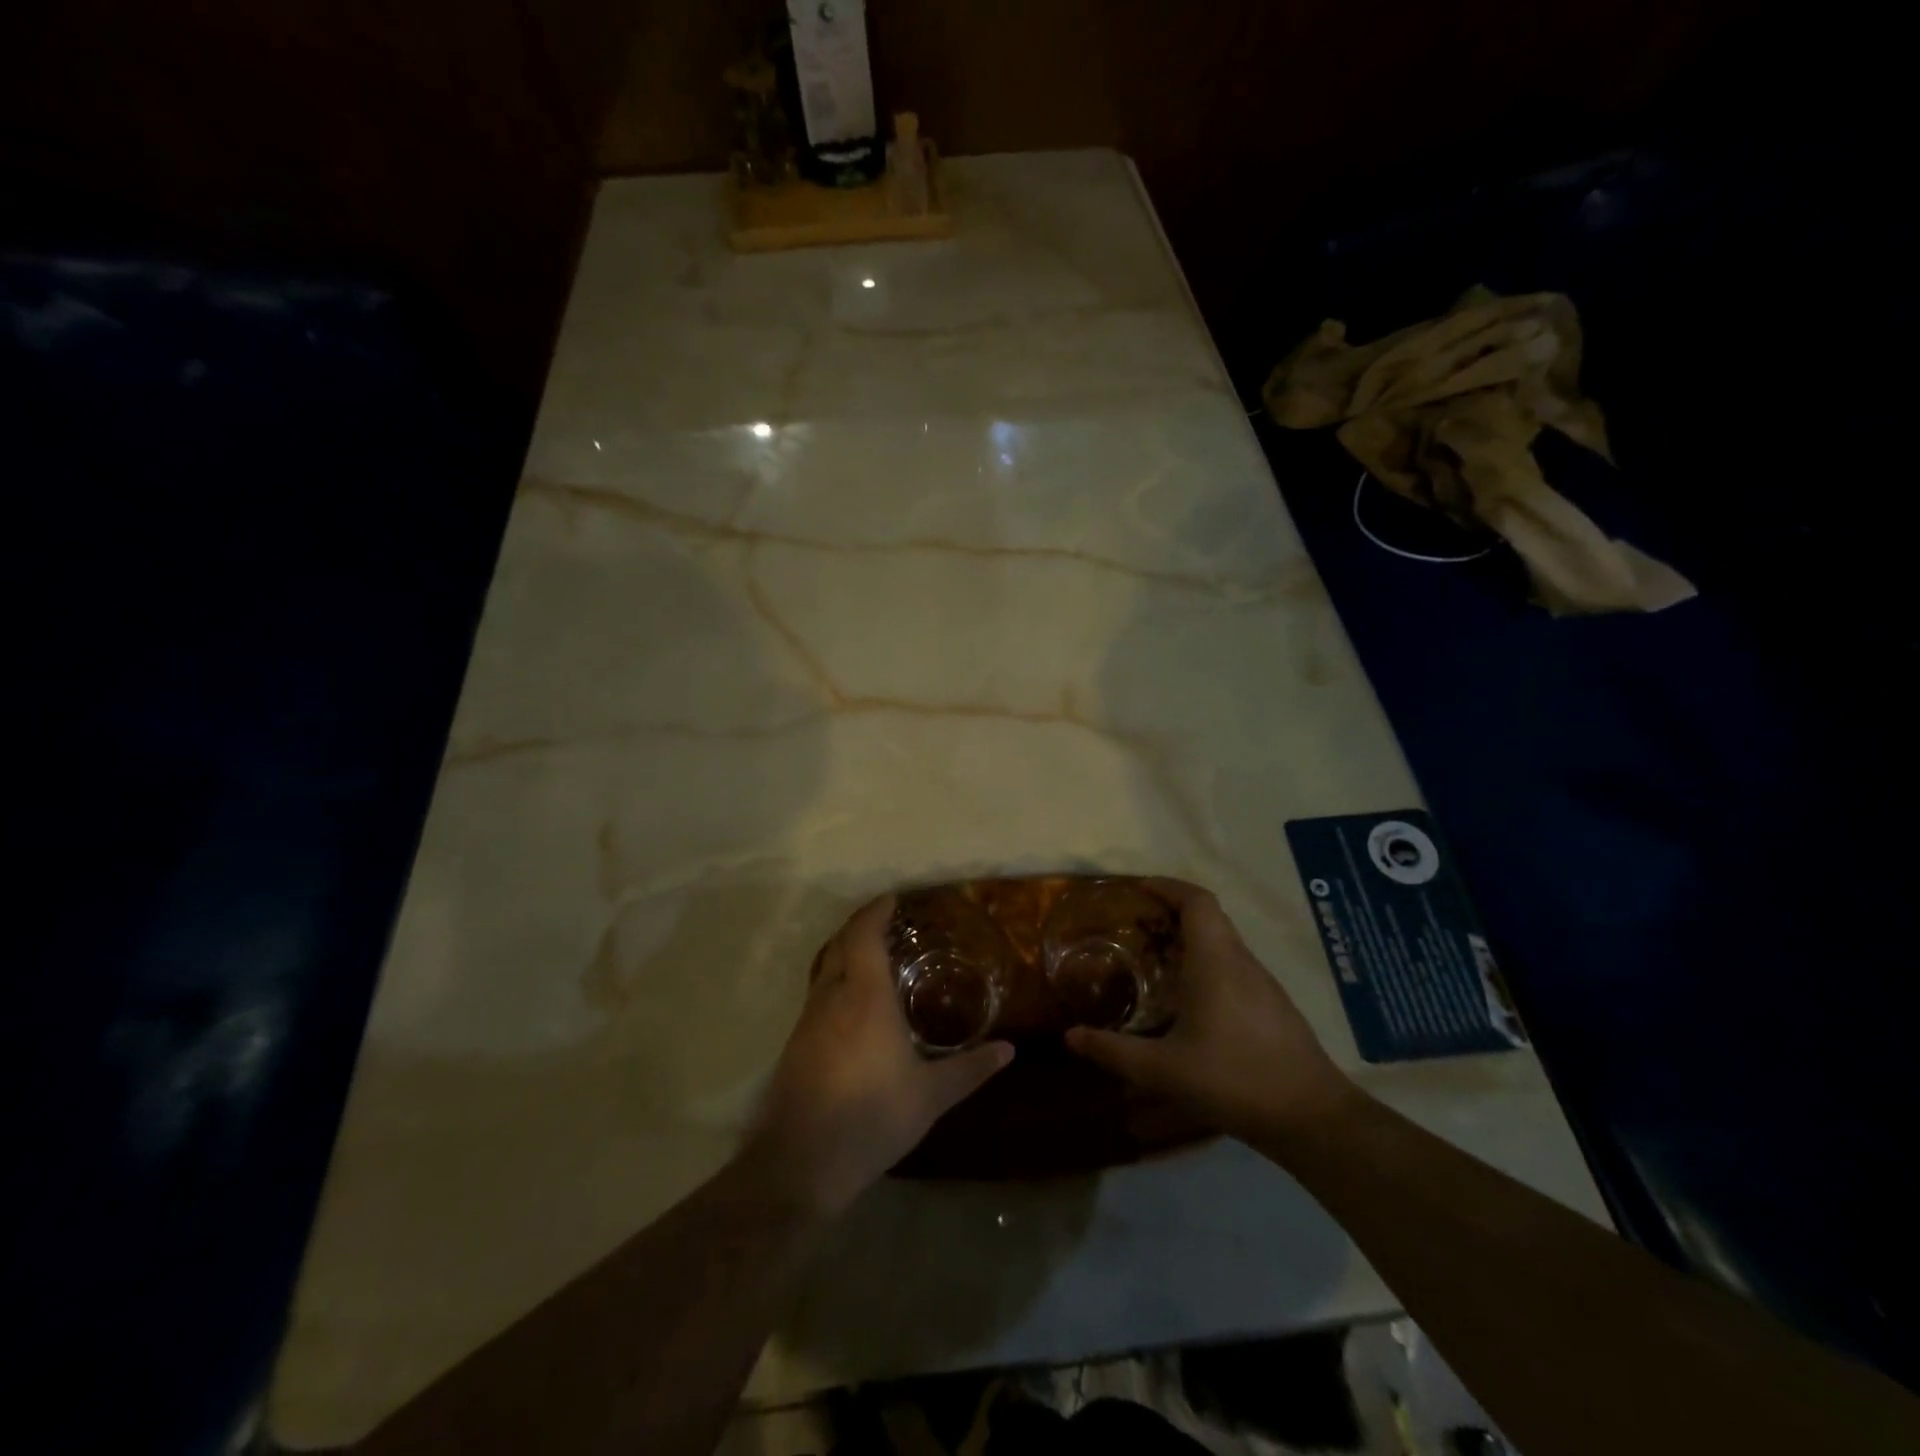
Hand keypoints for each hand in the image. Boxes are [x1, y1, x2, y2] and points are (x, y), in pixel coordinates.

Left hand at [744, 894, 1012, 1216]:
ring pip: (825, 967)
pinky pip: (818, 993)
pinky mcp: (795, 1043)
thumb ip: (970, 1069)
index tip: (893, 899)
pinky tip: (852, 1005)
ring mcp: (808, 1019)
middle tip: (888, 922)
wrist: (801, 1162)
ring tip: (874, 957)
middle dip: (861, 925)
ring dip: (846, 951)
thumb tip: (1009, 1050)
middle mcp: (832, 997)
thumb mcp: (930, 1096)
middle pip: (841, 943)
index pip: (864, 934)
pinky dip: (836, 979)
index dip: (876, 911)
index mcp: (865, 997)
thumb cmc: (872, 1118)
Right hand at [1066, 879, 1351, 1141]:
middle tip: (1135, 926)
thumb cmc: (1234, 1079)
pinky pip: (1233, 965)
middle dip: (1171, 911)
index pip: (1197, 901)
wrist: (1311, 1117)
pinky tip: (1188, 999)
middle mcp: (1240, 961)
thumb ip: (1114, 1051)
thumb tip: (1070, 1037)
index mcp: (1215, 961)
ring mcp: (1262, 983)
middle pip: (1208, 916)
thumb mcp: (1164, 1070)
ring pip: (1222, 941)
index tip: (1138, 889)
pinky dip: (1205, 962)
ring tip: (1154, 960)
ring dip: (1189, 939)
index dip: (1168, 886)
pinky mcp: (1272, 1005)